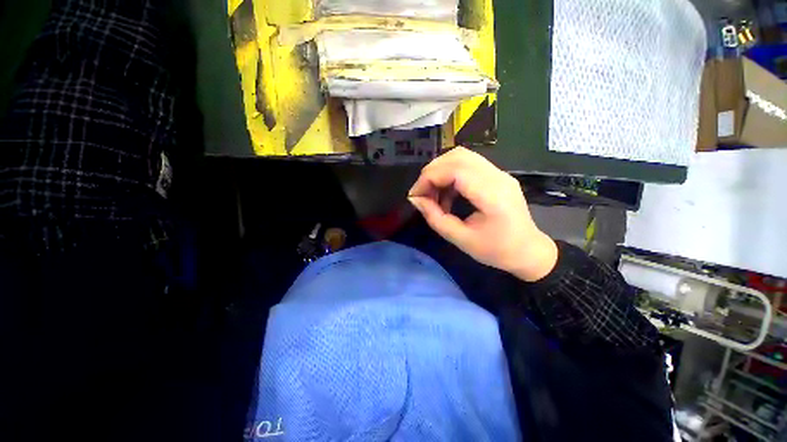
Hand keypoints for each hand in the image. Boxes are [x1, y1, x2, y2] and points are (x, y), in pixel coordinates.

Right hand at [408, 147, 557, 281]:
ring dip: (441, 170)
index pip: (455, 170)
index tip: (415, 195)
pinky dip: (451, 173)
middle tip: (422, 193)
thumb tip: (416, 200)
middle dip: (432, 172)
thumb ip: (435, 218)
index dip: (429, 178)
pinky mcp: (497, 175)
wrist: (528, 251)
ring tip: (433, 192)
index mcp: (492, 195)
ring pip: (462, 156)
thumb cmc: (497, 250)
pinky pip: (468, 164)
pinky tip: (447, 192)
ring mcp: (499, 173)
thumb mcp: (461, 239)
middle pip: (457, 156)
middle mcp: (498, 177)